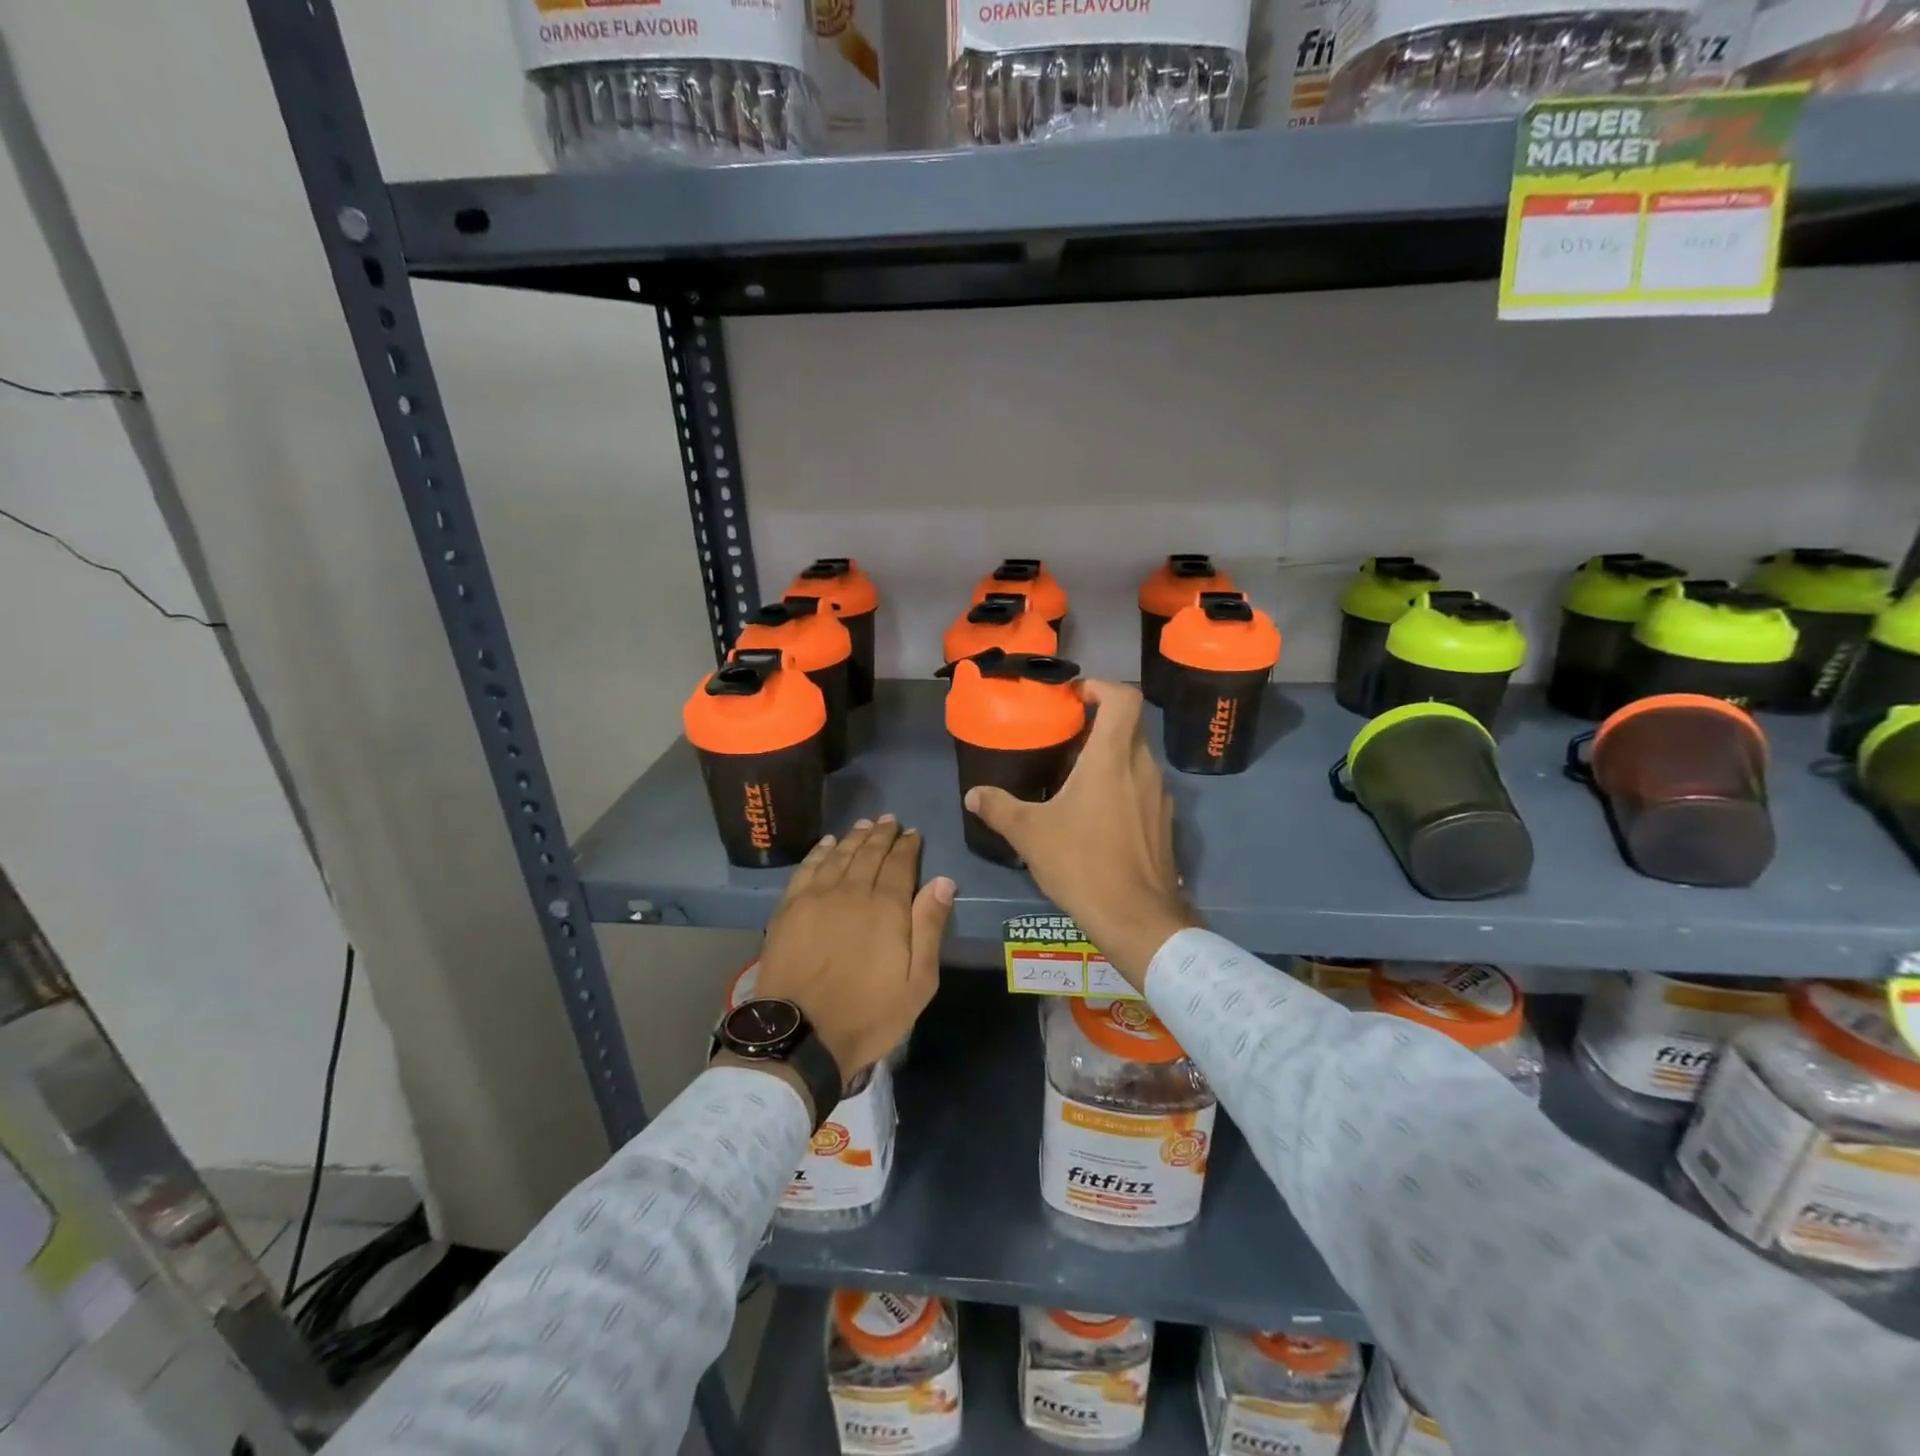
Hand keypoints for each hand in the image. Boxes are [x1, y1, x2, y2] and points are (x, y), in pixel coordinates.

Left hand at [750, 817, 954, 1095]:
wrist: (801, 1035)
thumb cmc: (868, 1014)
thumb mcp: (918, 982)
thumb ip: (930, 927)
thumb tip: (943, 881)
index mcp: (887, 907)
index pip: (900, 864)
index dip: (908, 846)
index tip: (913, 833)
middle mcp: (852, 891)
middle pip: (869, 853)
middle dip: (882, 835)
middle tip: (890, 820)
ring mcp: (816, 897)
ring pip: (839, 855)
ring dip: (854, 837)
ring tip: (864, 824)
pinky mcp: (789, 908)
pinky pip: (807, 868)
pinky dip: (819, 852)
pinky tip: (827, 844)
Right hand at [965, 681, 1193, 990]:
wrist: (1138, 919)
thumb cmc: (1083, 863)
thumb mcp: (1030, 834)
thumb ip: (999, 808)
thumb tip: (973, 795)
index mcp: (1112, 757)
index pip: (1124, 697)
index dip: (1100, 686)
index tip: (1073, 696)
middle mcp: (1142, 767)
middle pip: (1128, 725)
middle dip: (1097, 722)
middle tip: (1064, 736)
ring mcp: (1159, 795)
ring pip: (1135, 757)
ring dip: (1108, 755)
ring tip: (1074, 775)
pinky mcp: (1163, 822)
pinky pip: (1142, 786)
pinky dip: (1121, 784)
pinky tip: (1095, 813)